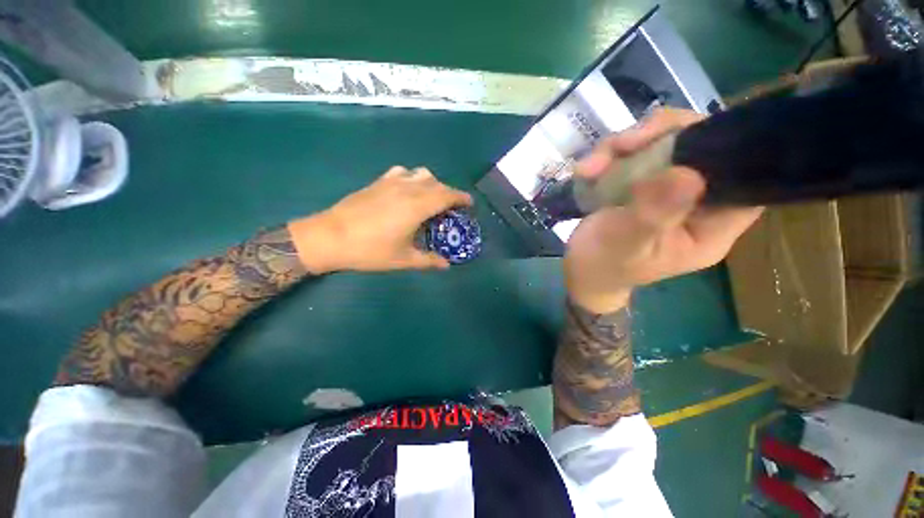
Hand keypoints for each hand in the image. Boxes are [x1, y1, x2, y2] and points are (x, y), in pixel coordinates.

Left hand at [288, 166, 472, 272]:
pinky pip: (403, 172)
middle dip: (449, 193)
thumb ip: (428, 261)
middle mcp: (408, 188)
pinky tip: (407, 191)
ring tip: (431, 199)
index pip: (447, 195)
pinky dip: (413, 178)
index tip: (469, 204)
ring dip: (433, 184)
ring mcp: (391, 182)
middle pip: (437, 183)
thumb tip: (446, 265)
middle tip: (451, 209)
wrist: (329, 237)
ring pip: (421, 174)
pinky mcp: (378, 181)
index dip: (461, 198)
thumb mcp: (403, 259)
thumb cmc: (370, 250)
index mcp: (417, 206)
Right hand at [565, 108, 762, 313]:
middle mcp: (698, 204)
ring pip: (665, 144)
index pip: (744, 180)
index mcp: (711, 228)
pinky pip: (636, 154)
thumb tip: (688, 174)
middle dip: (661, 137)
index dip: (726, 149)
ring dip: (624, 147)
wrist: (579, 271)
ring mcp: (669, 190)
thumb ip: (653, 214)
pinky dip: (609, 156)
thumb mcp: (624, 244)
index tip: (685, 138)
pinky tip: (586, 171)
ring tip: (589, 168)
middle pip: (703, 149)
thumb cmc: (602, 266)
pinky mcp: (644, 184)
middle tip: (622, 146)